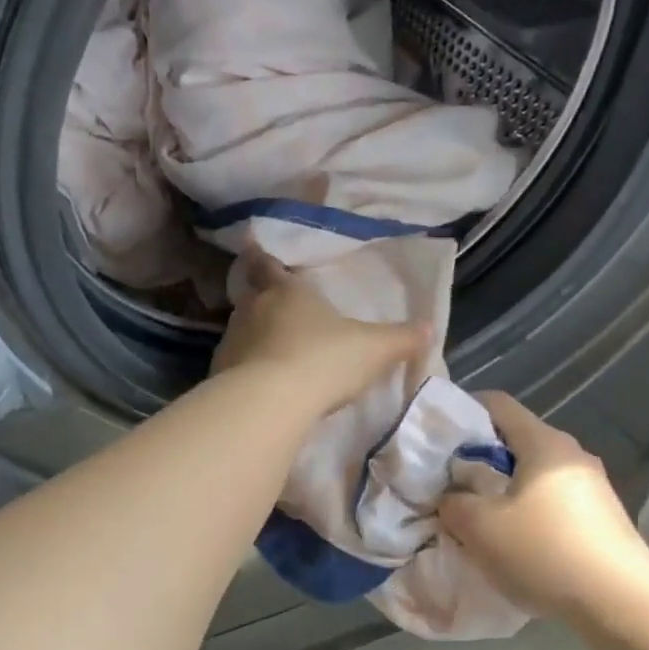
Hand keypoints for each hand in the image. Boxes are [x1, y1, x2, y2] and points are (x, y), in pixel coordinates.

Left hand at [212, 250, 427, 412]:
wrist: (271, 402)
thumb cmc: (324, 359)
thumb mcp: (374, 349)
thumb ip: (401, 338)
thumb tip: (429, 328)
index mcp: (287, 291)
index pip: (269, 265)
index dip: (263, 258)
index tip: (251, 247)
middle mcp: (253, 309)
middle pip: (251, 297)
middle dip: (261, 300)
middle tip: (272, 308)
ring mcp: (232, 341)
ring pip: (240, 331)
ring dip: (253, 338)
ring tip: (271, 353)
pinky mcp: (219, 375)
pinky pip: (234, 366)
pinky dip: (245, 371)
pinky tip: (261, 387)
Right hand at [438, 392, 648, 621]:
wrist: (625, 607)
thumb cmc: (545, 552)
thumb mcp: (479, 527)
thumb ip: (453, 503)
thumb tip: (452, 497)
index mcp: (544, 443)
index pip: (498, 404)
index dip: (464, 410)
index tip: (439, 435)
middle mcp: (573, 455)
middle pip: (517, 440)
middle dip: (481, 458)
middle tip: (452, 484)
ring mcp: (594, 488)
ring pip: (536, 475)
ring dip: (505, 490)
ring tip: (481, 520)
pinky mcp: (604, 520)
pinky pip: (555, 502)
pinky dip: (530, 513)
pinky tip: (519, 544)